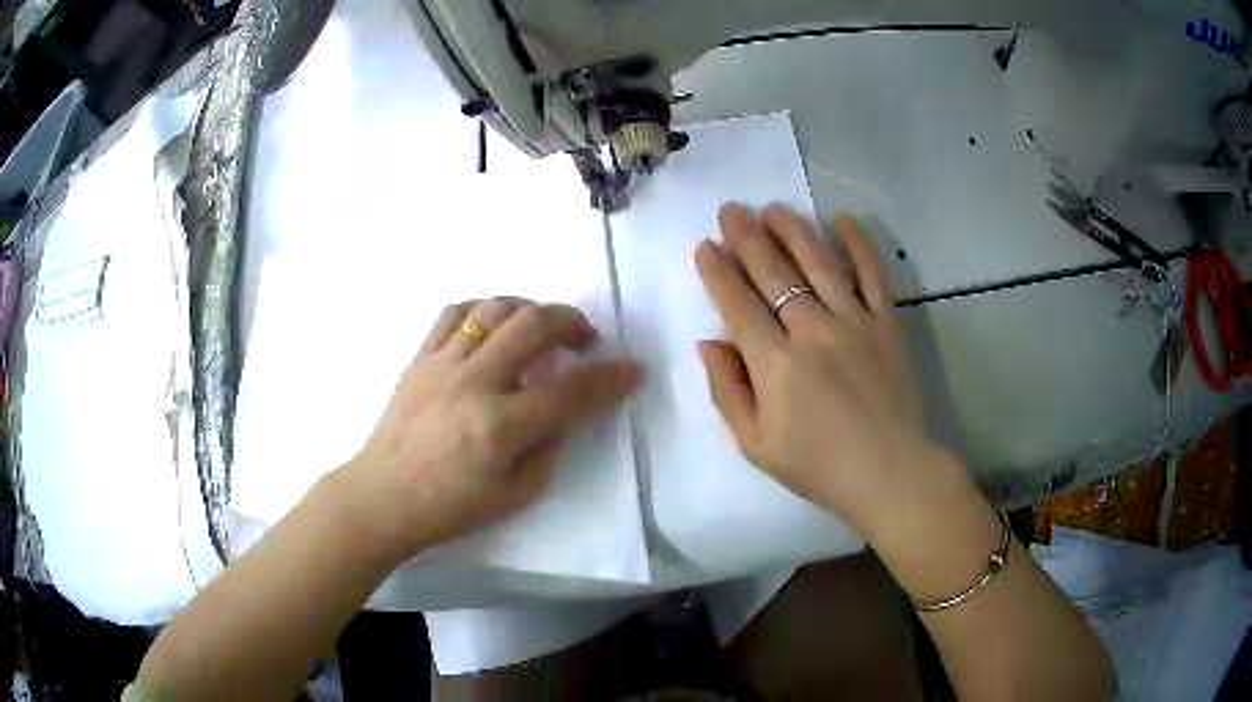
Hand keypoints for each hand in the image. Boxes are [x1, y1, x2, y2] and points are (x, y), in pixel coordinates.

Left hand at [342, 298, 641, 559]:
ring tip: (540, 327)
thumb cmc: (449, 507)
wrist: (383, 497)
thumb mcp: (515, 496)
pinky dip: (482, 308)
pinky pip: (453, 312)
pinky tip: (494, 323)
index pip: (569, 392)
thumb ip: (549, 449)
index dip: (610, 378)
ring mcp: (442, 364)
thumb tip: (564, 412)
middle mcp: (473, 383)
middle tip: (585, 337)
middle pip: (532, 326)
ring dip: (529, 309)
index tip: (633, 369)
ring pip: (493, 308)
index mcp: (499, 427)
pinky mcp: (419, 358)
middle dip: (572, 321)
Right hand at [695, 204, 945, 536]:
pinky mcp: (887, 324)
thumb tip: (708, 342)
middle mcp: (813, 331)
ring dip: (794, 230)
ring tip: (774, 208)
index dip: (718, 272)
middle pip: (774, 273)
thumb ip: (727, 391)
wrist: (889, 473)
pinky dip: (860, 245)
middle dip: (747, 237)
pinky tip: (844, 220)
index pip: (738, 304)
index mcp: (775, 365)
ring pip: (820, 263)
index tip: (705, 246)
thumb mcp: (756, 445)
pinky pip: (873, 275)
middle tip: (732, 210)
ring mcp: (855, 322)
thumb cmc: (818, 466)